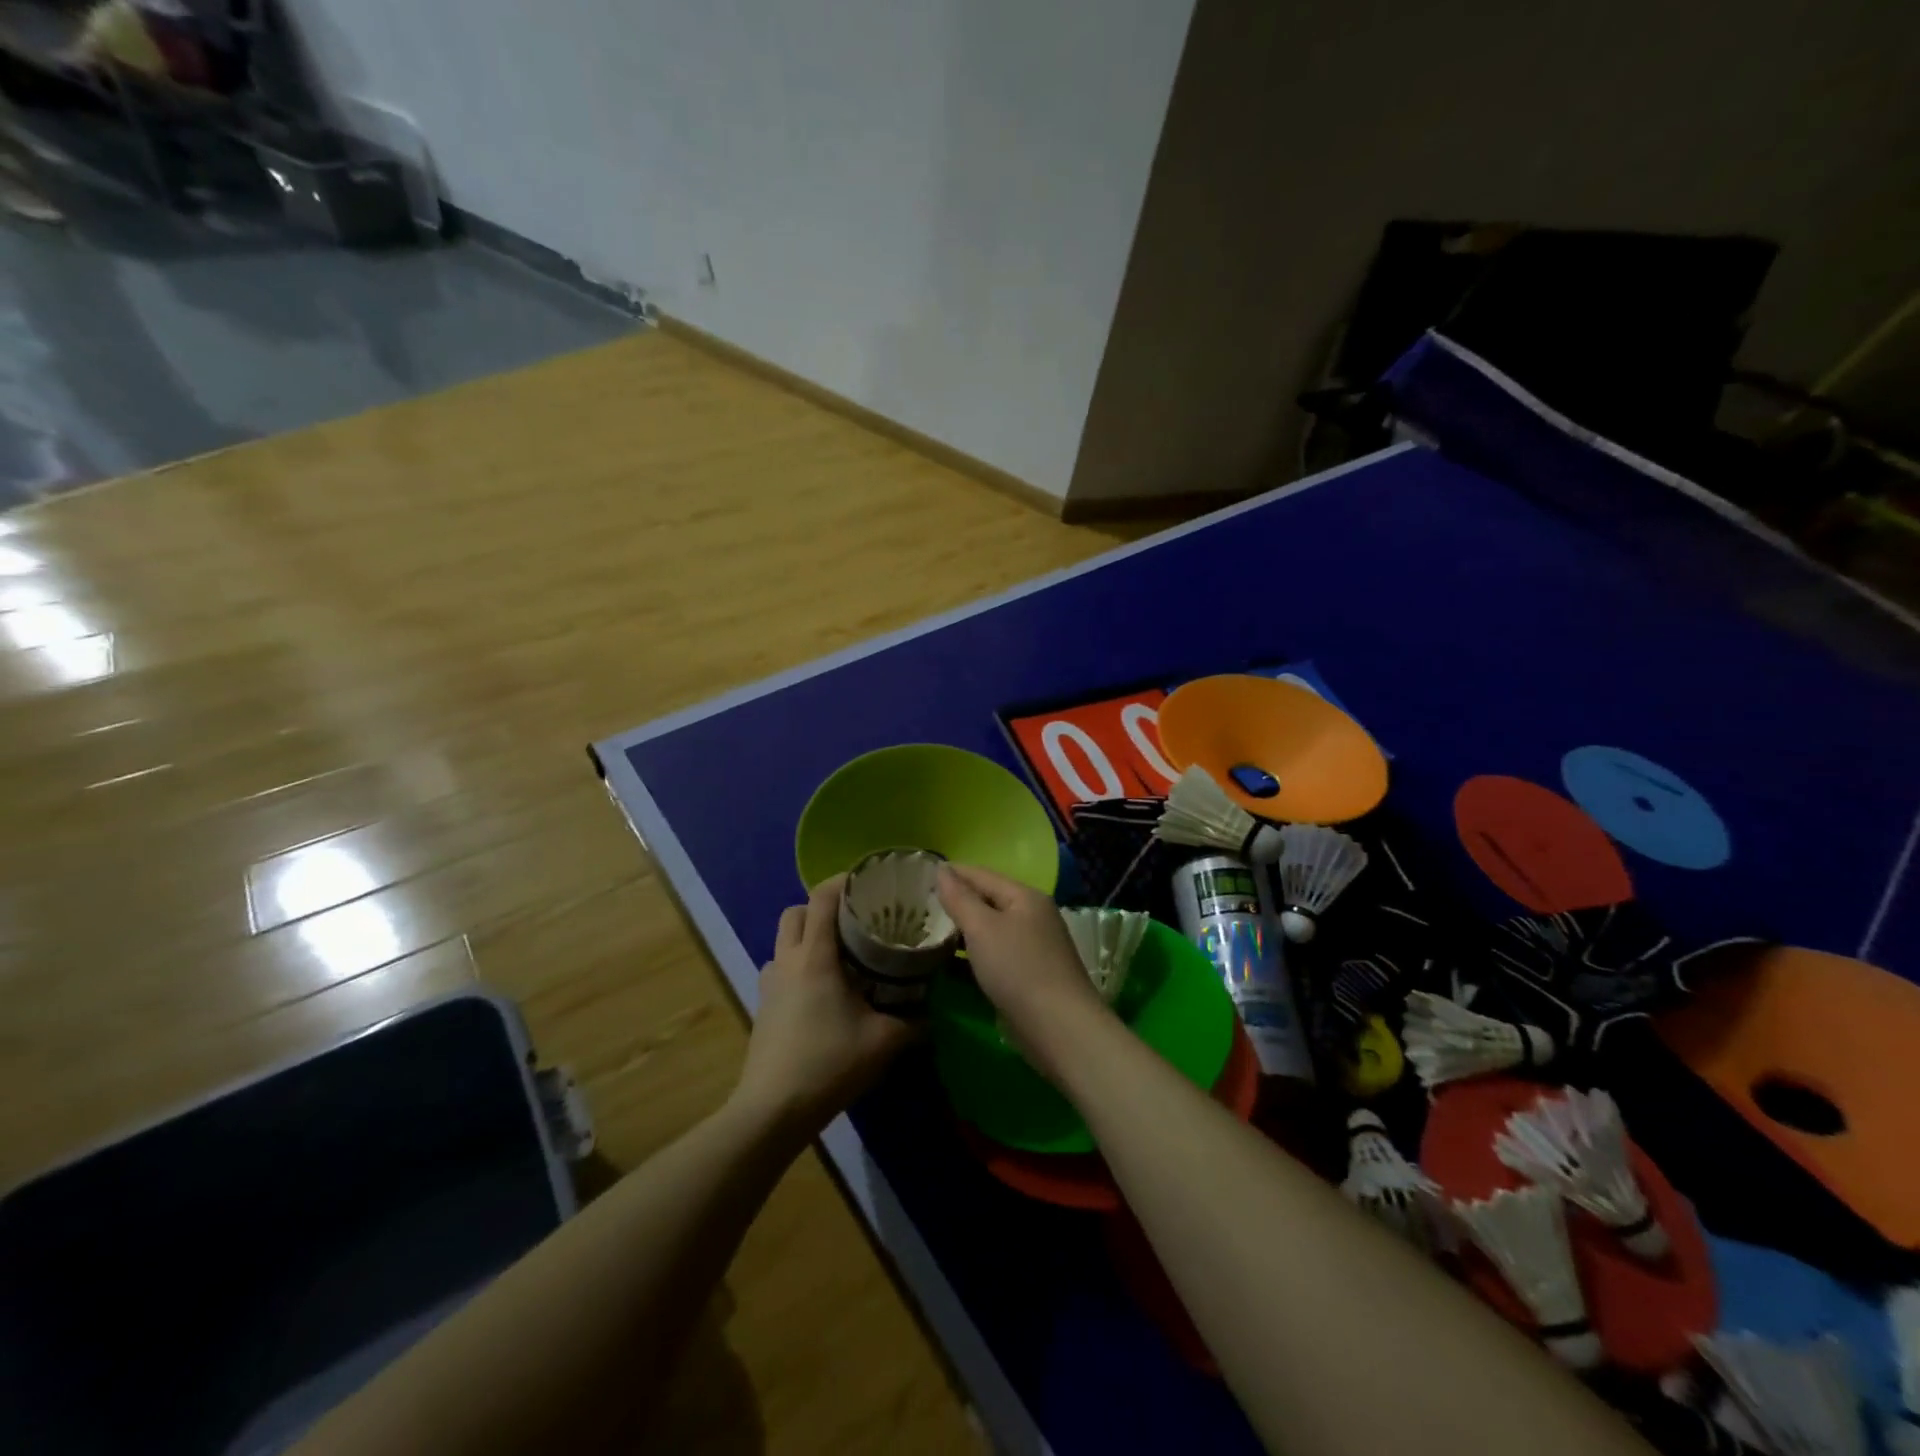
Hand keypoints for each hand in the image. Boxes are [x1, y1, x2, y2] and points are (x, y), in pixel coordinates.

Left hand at [731, 875, 918, 1139]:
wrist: (773, 1109)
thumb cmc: (829, 1064)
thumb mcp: (884, 1041)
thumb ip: (915, 1022)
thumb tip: (938, 1012)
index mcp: (815, 956)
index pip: (821, 897)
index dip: (843, 881)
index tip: (869, 883)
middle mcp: (788, 959)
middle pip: (796, 911)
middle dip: (822, 907)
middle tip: (856, 920)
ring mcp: (770, 982)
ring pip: (784, 938)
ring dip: (808, 935)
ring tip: (840, 953)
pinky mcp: (762, 1004)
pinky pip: (779, 967)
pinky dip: (798, 964)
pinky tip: (821, 989)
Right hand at [935, 864, 1109, 1078]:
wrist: (1059, 1028)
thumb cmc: (1018, 969)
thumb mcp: (982, 928)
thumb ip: (960, 898)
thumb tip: (942, 868)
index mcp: (1025, 897)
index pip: (982, 875)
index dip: (952, 873)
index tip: (920, 876)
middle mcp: (1033, 916)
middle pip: (988, 901)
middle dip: (956, 903)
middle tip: (918, 906)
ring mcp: (1033, 947)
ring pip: (990, 930)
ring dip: (962, 932)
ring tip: (928, 933)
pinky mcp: (1029, 976)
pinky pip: (994, 955)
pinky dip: (972, 956)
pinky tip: (949, 964)